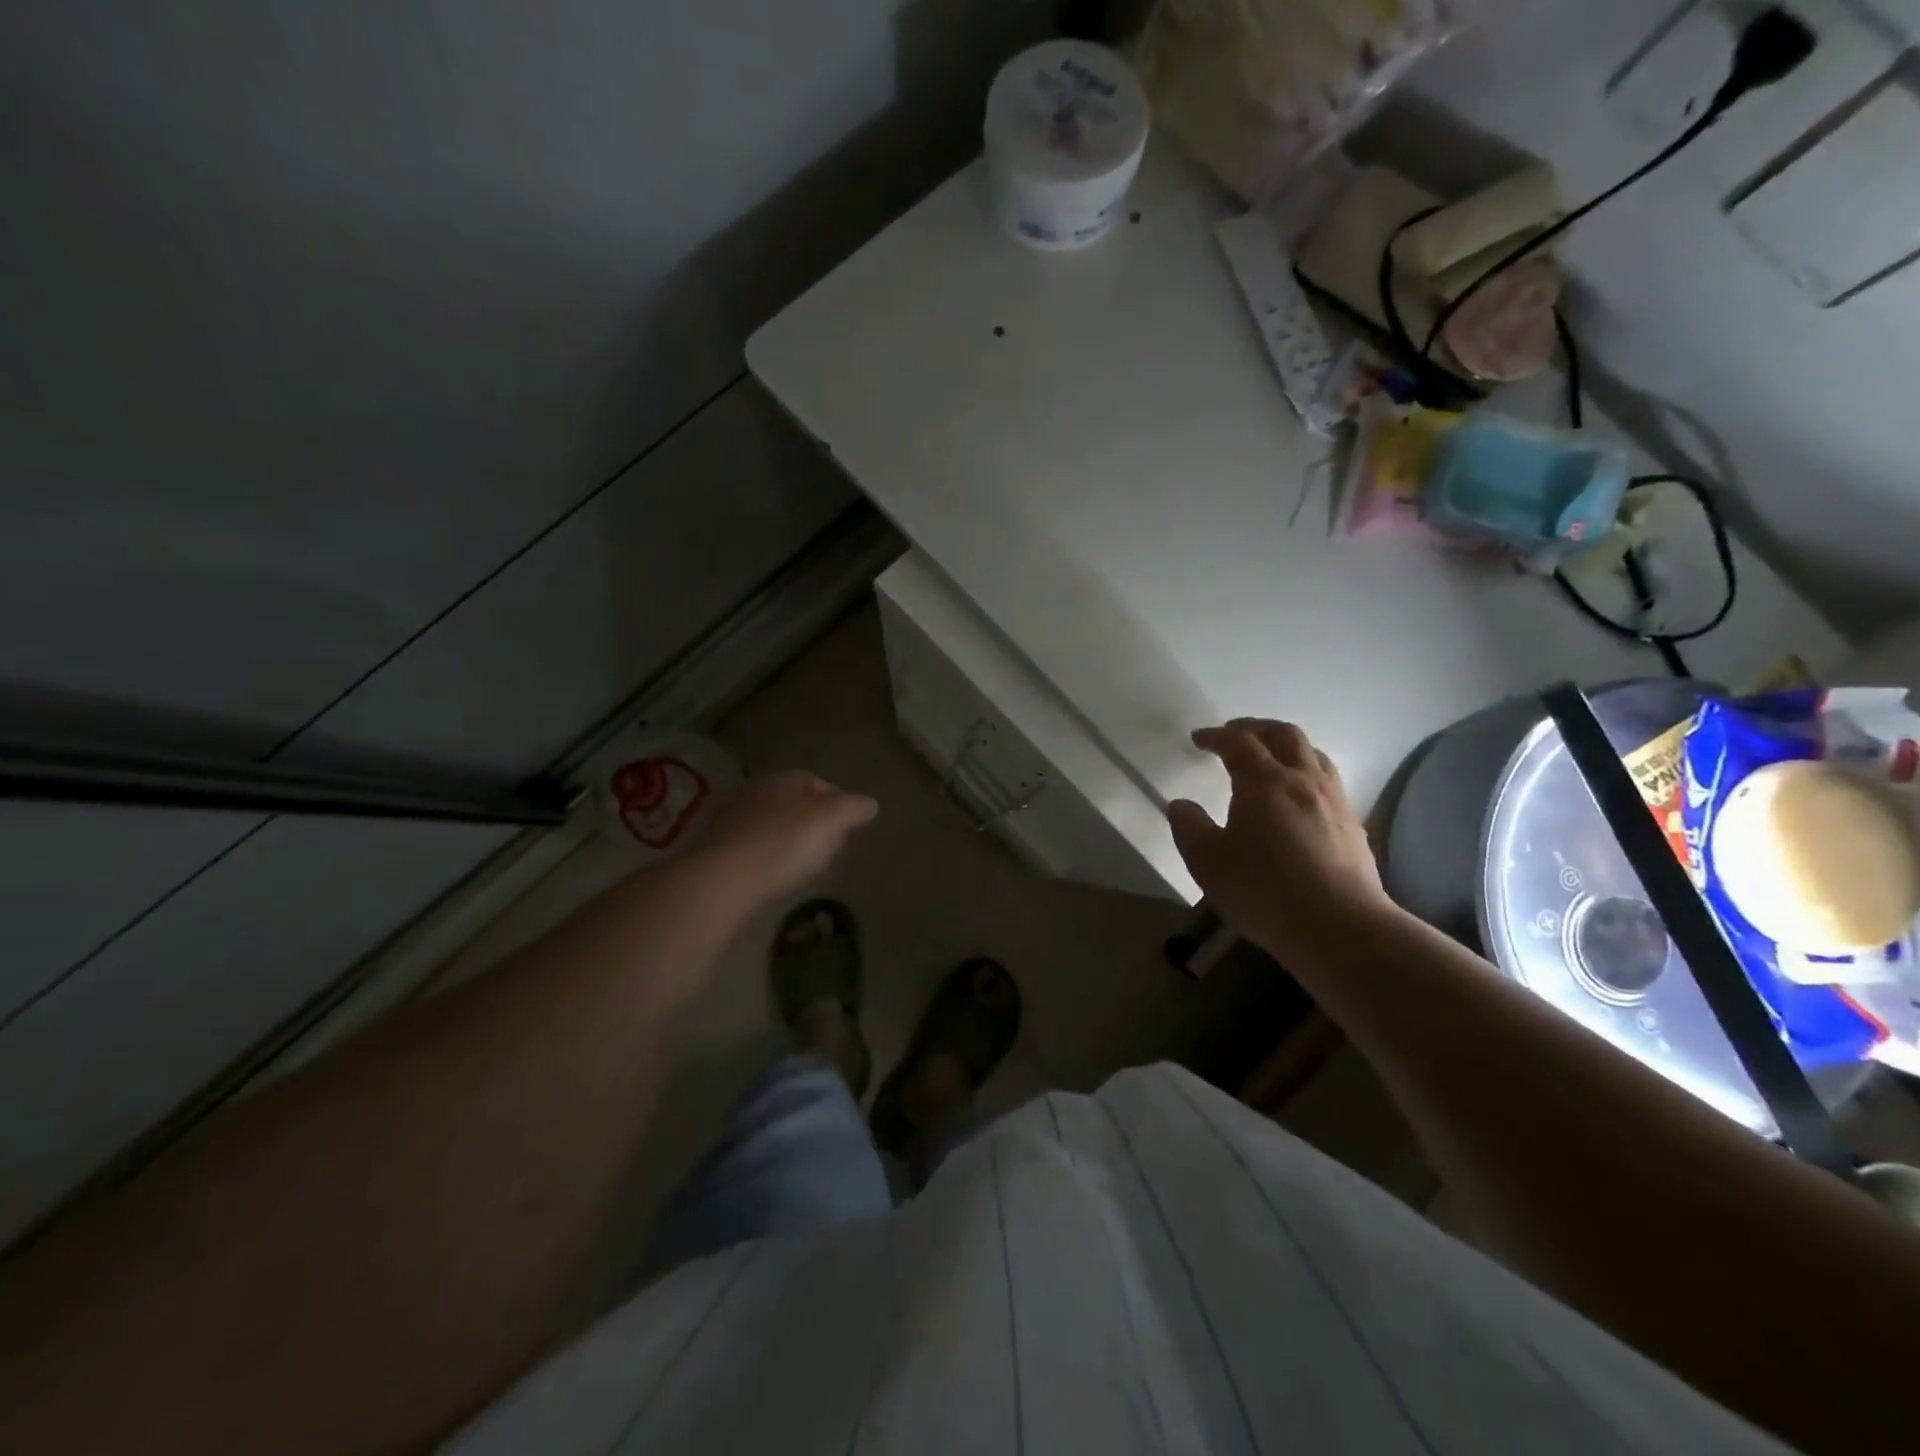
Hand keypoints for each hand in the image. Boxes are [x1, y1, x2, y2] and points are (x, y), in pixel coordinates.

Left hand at [696, 771, 877, 902]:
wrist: (721, 880)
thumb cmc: (782, 845)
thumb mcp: (830, 821)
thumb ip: (853, 808)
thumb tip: (870, 803)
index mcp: (781, 780)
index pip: (816, 782)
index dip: (838, 802)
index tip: (850, 827)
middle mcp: (753, 792)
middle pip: (793, 803)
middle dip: (813, 821)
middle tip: (830, 847)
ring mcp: (729, 820)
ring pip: (771, 825)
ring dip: (788, 840)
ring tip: (803, 866)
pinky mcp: (714, 849)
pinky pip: (752, 848)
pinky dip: (767, 857)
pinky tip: (773, 876)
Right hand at [1168, 720, 1392, 962]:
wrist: (1340, 927)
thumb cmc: (1264, 890)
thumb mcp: (1207, 862)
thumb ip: (1189, 827)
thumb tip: (1180, 805)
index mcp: (1265, 781)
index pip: (1239, 742)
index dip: (1216, 735)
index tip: (1198, 739)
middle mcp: (1304, 781)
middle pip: (1285, 735)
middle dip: (1257, 728)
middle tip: (1235, 733)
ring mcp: (1335, 803)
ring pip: (1314, 755)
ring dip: (1288, 747)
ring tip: (1271, 759)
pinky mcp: (1354, 828)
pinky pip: (1329, 784)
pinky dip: (1307, 776)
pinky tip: (1299, 801)